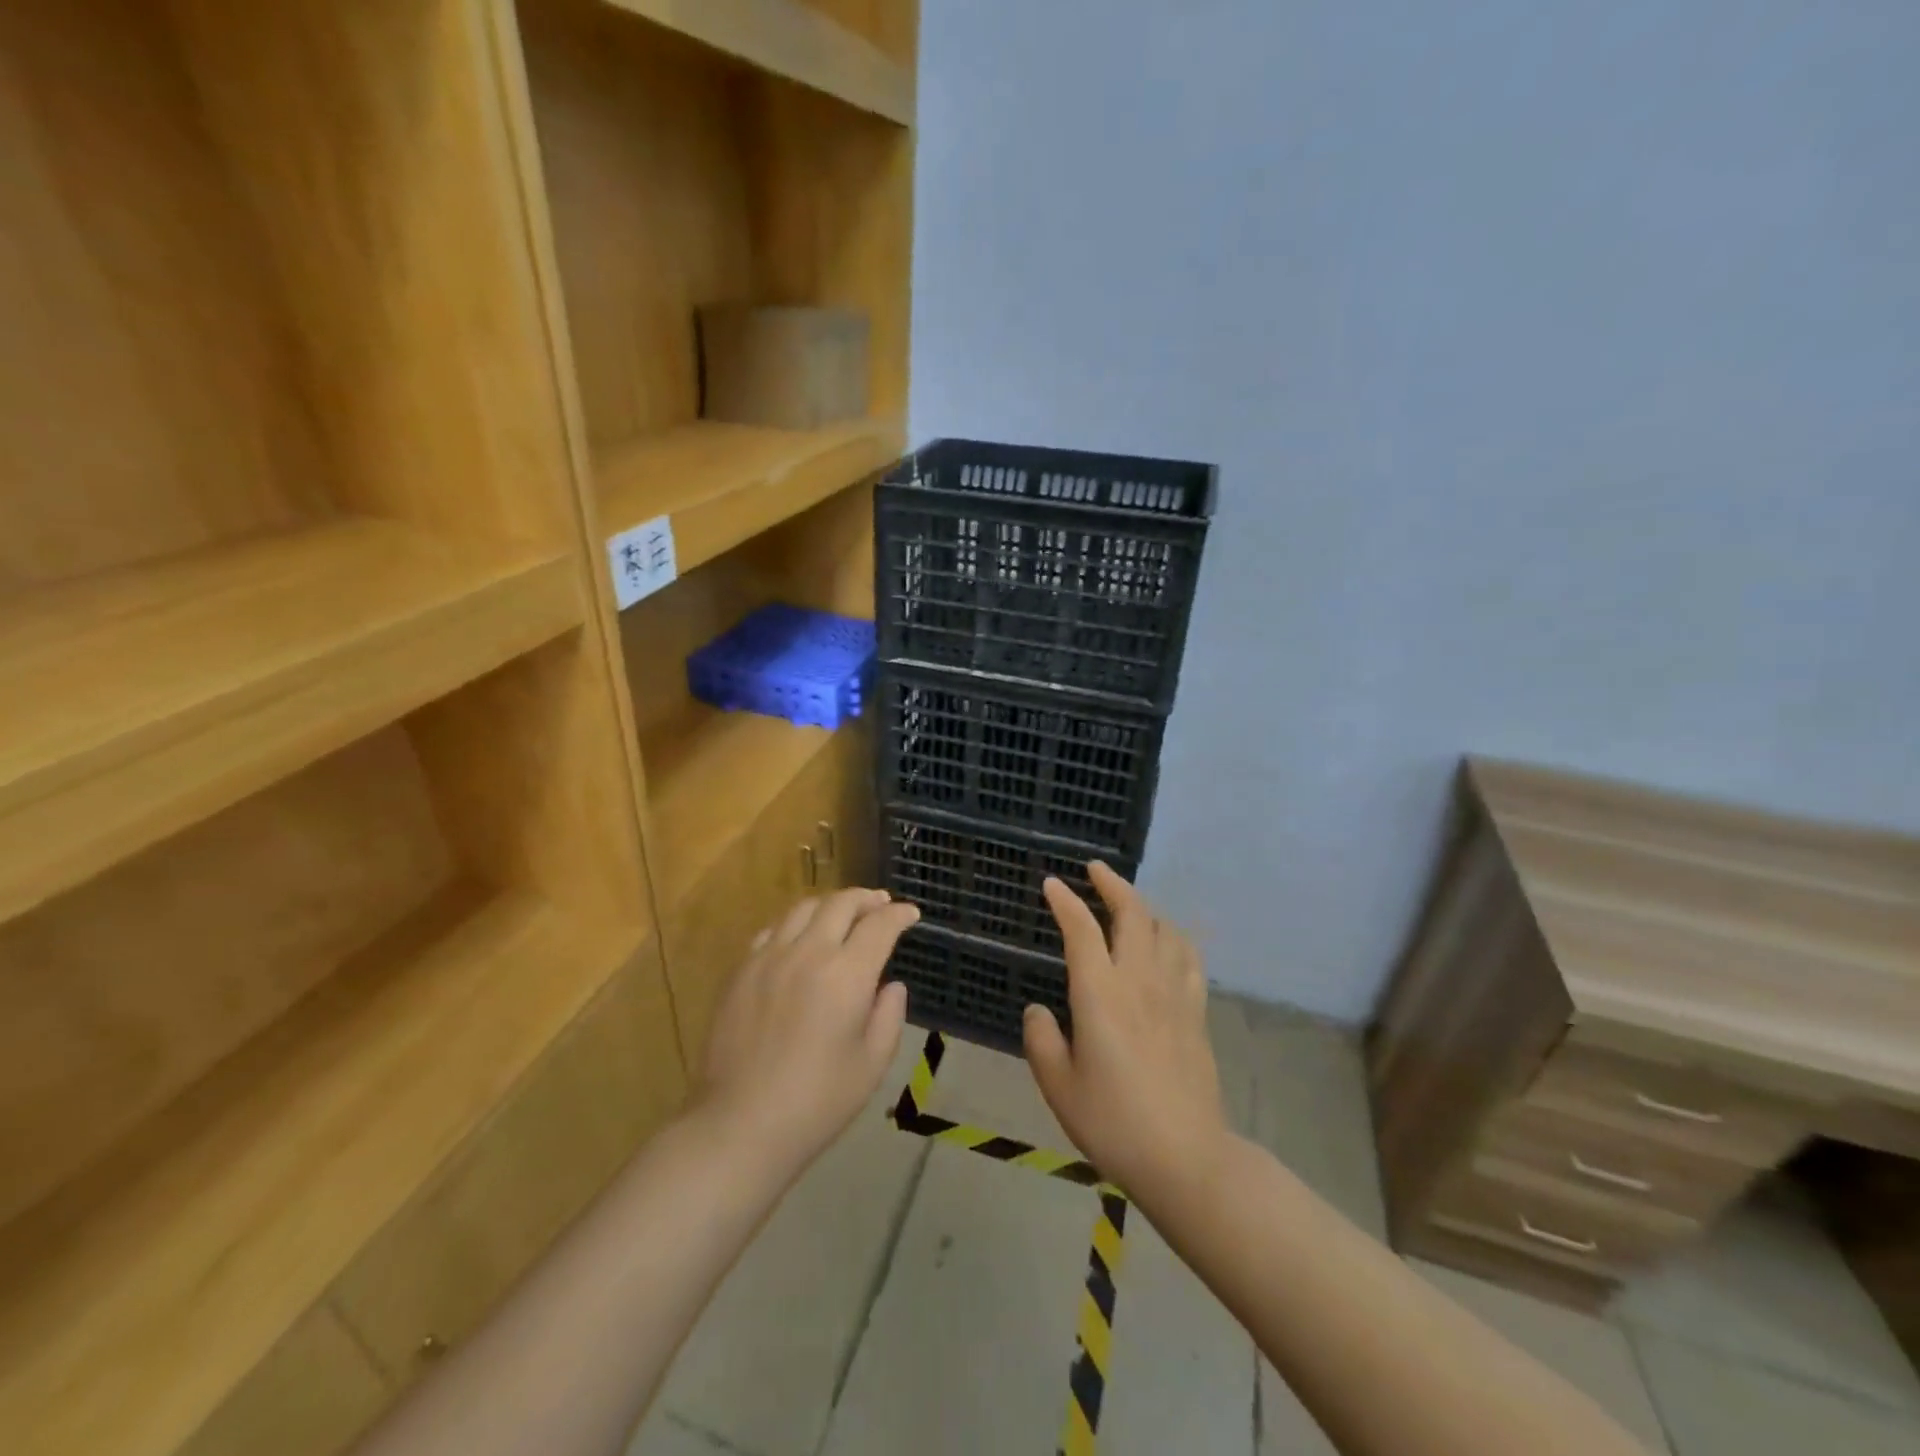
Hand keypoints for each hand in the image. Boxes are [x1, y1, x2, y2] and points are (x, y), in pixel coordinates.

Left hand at [694, 888, 918, 1178]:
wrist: (741, 1124)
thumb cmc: (817, 1102)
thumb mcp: (872, 1065)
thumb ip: (889, 1016)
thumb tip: (891, 986)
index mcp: (847, 975)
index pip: (879, 926)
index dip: (899, 915)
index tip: (911, 914)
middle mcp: (808, 953)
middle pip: (841, 904)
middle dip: (867, 899)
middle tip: (881, 903)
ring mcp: (769, 958)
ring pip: (803, 909)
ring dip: (830, 905)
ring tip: (842, 914)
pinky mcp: (741, 971)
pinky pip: (771, 930)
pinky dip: (794, 924)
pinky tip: (799, 939)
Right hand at [1023, 864, 1228, 1199]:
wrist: (1186, 1158)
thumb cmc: (1114, 1123)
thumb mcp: (1059, 1087)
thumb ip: (1041, 1040)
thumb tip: (1038, 1010)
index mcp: (1101, 995)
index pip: (1082, 930)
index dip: (1065, 901)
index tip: (1052, 884)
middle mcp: (1139, 981)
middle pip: (1132, 914)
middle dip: (1112, 884)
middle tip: (1095, 870)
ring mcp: (1174, 993)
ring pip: (1164, 929)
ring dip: (1144, 906)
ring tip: (1128, 904)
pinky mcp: (1196, 1012)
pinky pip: (1188, 956)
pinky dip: (1173, 936)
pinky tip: (1166, 942)